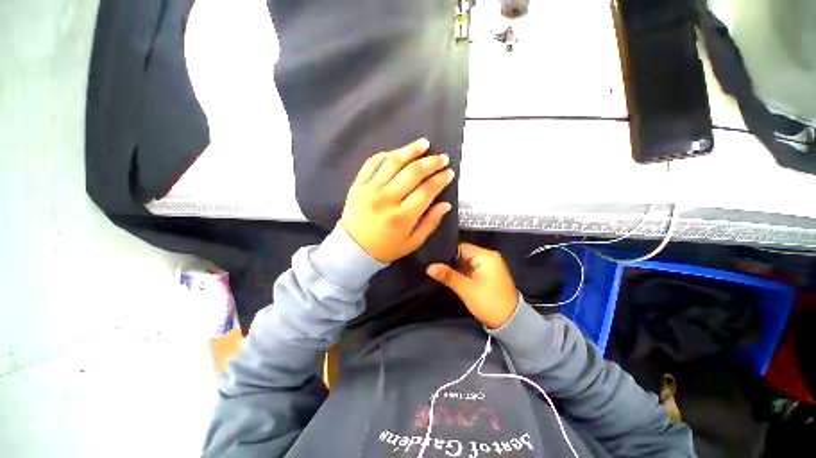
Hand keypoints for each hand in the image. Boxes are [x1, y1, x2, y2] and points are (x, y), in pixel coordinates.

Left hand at [340, 138, 454, 262]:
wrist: (353, 248)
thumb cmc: (386, 248)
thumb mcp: (413, 242)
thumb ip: (430, 223)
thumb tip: (446, 204)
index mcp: (402, 216)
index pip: (426, 191)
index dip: (440, 180)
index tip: (449, 173)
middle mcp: (387, 199)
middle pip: (413, 173)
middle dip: (431, 162)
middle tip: (442, 158)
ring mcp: (370, 189)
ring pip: (394, 162)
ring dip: (411, 150)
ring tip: (424, 144)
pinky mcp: (358, 184)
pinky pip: (372, 163)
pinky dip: (386, 155)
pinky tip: (397, 153)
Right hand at [426, 243, 518, 328]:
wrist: (510, 322)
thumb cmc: (488, 302)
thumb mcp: (466, 289)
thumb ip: (447, 275)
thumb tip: (429, 267)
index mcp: (486, 256)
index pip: (461, 247)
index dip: (447, 252)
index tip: (432, 257)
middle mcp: (488, 257)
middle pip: (463, 253)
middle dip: (449, 260)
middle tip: (432, 264)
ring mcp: (489, 266)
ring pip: (466, 262)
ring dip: (455, 267)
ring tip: (437, 269)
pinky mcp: (487, 274)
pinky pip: (470, 268)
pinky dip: (461, 272)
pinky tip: (449, 275)